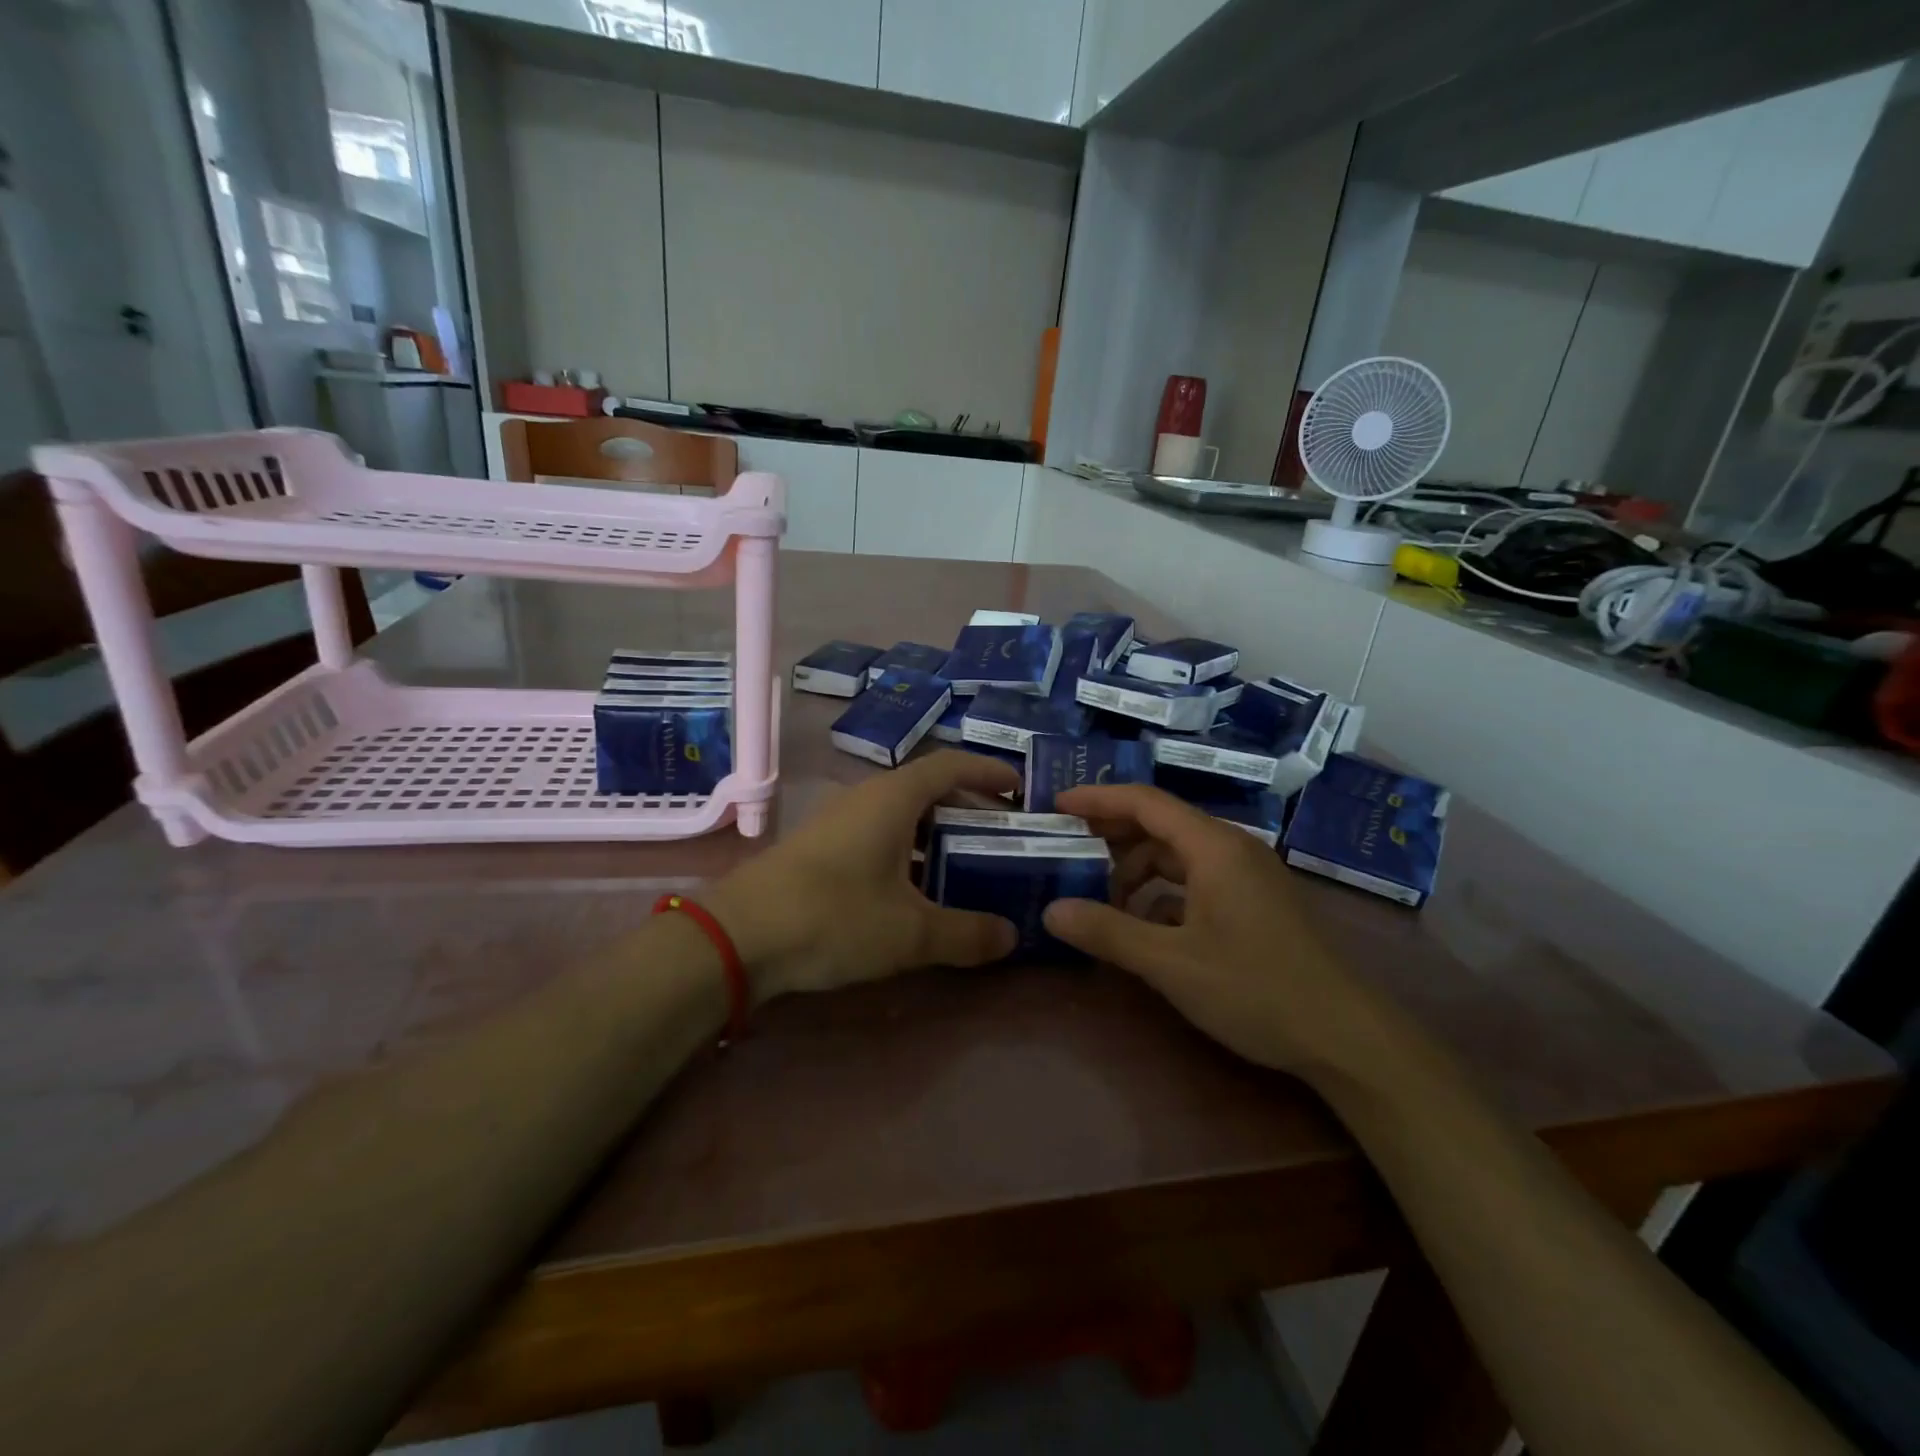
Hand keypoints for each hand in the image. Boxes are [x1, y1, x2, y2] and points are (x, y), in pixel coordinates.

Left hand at [703, 750, 1020, 1000]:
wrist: (738, 937)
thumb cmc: (835, 917)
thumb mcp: (912, 932)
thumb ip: (967, 934)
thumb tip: (1011, 937)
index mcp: (893, 798)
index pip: (950, 765)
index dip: (988, 771)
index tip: (1019, 788)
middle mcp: (866, 798)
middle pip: (927, 790)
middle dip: (967, 809)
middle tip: (1001, 837)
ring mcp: (838, 823)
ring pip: (900, 817)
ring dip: (935, 836)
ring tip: (965, 867)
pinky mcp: (819, 850)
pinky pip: (877, 838)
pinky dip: (906, 854)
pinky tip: (914, 893)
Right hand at [1042, 784, 1394, 1077]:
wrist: (1346, 1037)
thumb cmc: (1256, 988)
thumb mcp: (1171, 963)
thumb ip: (1108, 932)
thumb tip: (1050, 912)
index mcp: (1213, 846)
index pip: (1144, 802)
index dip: (1097, 799)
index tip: (1056, 805)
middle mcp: (1231, 849)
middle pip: (1160, 824)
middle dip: (1112, 834)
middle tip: (1067, 850)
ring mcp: (1247, 876)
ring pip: (1178, 855)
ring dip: (1137, 870)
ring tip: (1102, 899)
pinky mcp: (1255, 903)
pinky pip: (1197, 881)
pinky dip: (1163, 893)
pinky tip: (1145, 926)